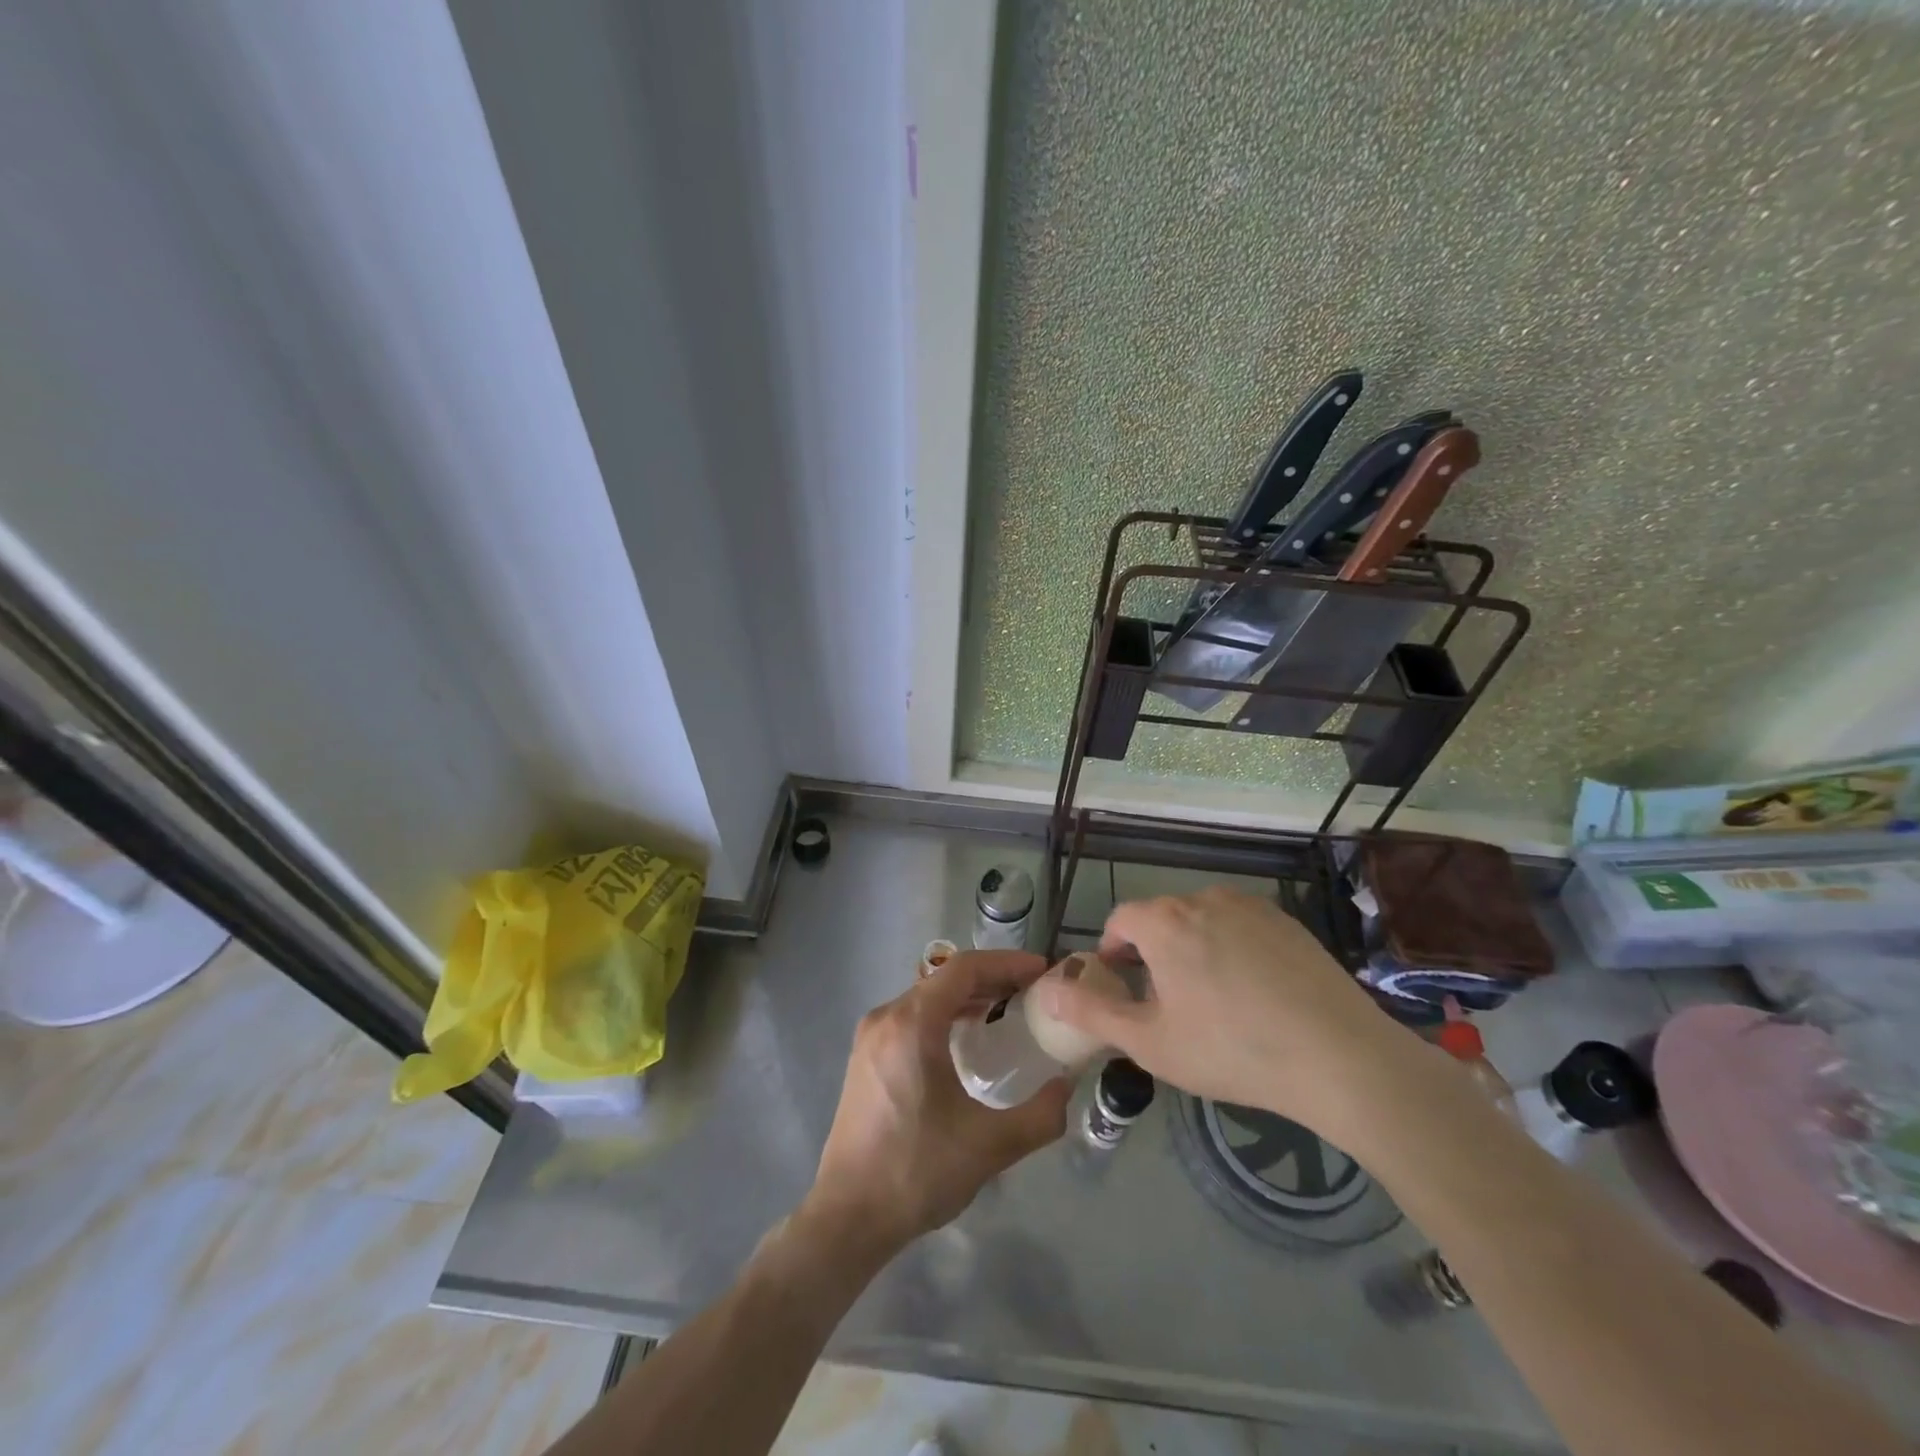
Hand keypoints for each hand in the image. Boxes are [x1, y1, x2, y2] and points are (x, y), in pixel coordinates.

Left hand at [802, 950, 1070, 1259]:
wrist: (848, 1217)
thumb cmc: (917, 1172)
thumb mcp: (990, 1147)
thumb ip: (1040, 1116)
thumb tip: (1067, 1086)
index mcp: (912, 1023)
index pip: (964, 969)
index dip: (1007, 964)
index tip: (1042, 972)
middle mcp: (887, 1017)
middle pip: (945, 979)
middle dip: (992, 979)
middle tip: (1032, 993)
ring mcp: (871, 1036)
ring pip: (927, 997)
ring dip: (967, 998)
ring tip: (1008, 1010)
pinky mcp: (865, 1057)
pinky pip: (911, 1018)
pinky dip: (944, 1016)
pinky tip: (967, 1039)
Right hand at [1032, 887, 1419, 1138]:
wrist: (1340, 1058)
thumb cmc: (1231, 1050)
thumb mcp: (1150, 1042)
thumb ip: (1092, 1012)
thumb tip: (1047, 989)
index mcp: (1165, 922)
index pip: (1122, 920)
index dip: (1113, 952)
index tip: (1123, 987)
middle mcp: (1204, 898)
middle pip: (1162, 919)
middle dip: (1154, 953)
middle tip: (1168, 1004)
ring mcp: (1251, 907)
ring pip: (1203, 921)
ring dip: (1194, 949)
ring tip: (1214, 1001)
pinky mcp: (1288, 922)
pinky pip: (1242, 927)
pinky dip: (1234, 949)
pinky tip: (1256, 994)